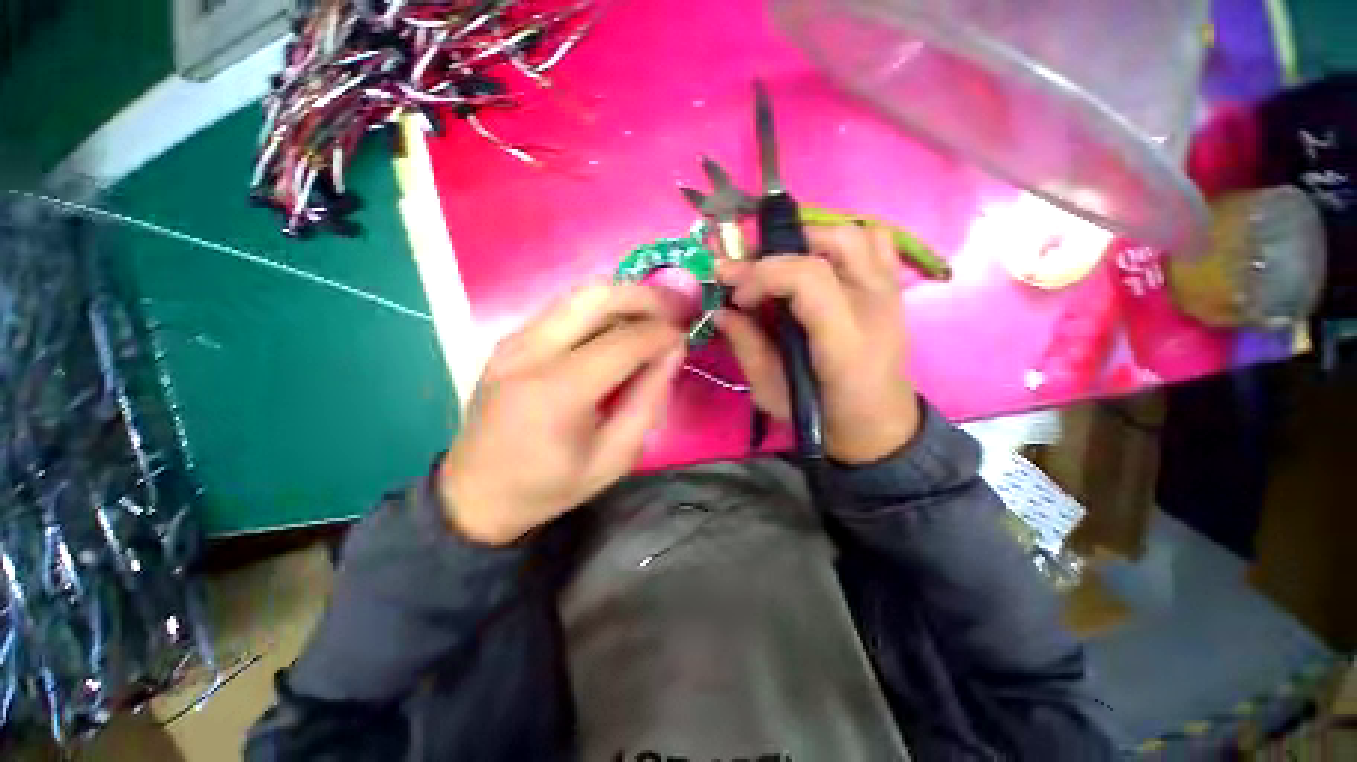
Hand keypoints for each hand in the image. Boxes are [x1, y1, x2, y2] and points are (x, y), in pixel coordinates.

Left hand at [439, 283, 686, 544]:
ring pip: (579, 294)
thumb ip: (648, 401)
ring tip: (653, 313)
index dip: (661, 333)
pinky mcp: (509, 340)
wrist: (476, 494)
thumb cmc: (550, 485)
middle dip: (644, 296)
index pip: (623, 342)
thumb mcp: (615, 458)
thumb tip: (672, 351)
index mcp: (558, 392)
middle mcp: (531, 353)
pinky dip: (600, 308)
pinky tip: (619, 325)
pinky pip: (564, 308)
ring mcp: (514, 341)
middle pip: (597, 297)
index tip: (685, 335)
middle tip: (674, 309)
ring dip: (623, 296)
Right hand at [717, 225, 919, 464]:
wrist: (876, 422)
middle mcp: (875, 306)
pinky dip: (841, 241)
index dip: (764, 274)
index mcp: (845, 342)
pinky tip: (818, 262)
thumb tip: (720, 309)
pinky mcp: (892, 289)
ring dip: (809, 239)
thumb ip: (745, 346)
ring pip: (854, 233)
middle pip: (834, 243)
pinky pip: (875, 241)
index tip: (735, 292)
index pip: (809, 277)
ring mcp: (890, 292)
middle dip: (780, 250)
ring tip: (781, 264)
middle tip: (749, 272)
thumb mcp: (771, 391)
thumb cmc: (821, 414)